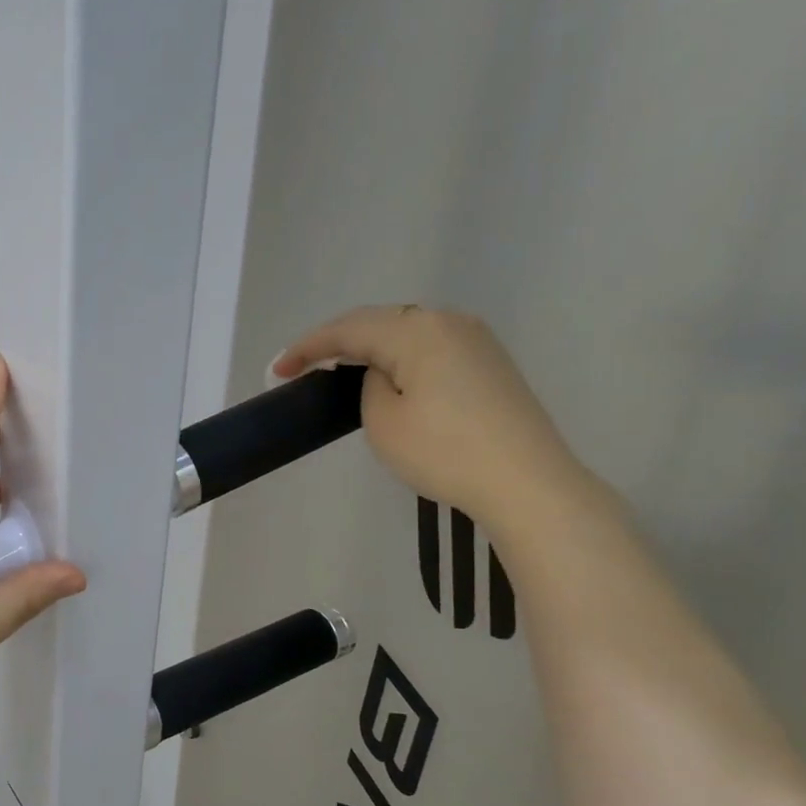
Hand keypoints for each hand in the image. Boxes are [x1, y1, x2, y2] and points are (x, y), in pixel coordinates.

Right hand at [274, 305, 592, 537]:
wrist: (527, 484)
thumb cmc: (445, 452)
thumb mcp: (383, 421)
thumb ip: (369, 385)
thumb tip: (383, 374)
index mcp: (417, 330)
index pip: (348, 329)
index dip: (307, 347)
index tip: (277, 370)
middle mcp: (448, 321)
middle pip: (378, 322)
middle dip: (336, 342)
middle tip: (302, 366)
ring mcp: (475, 340)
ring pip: (406, 331)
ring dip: (369, 347)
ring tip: (338, 369)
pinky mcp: (490, 363)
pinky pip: (430, 347)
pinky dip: (399, 357)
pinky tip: (388, 375)